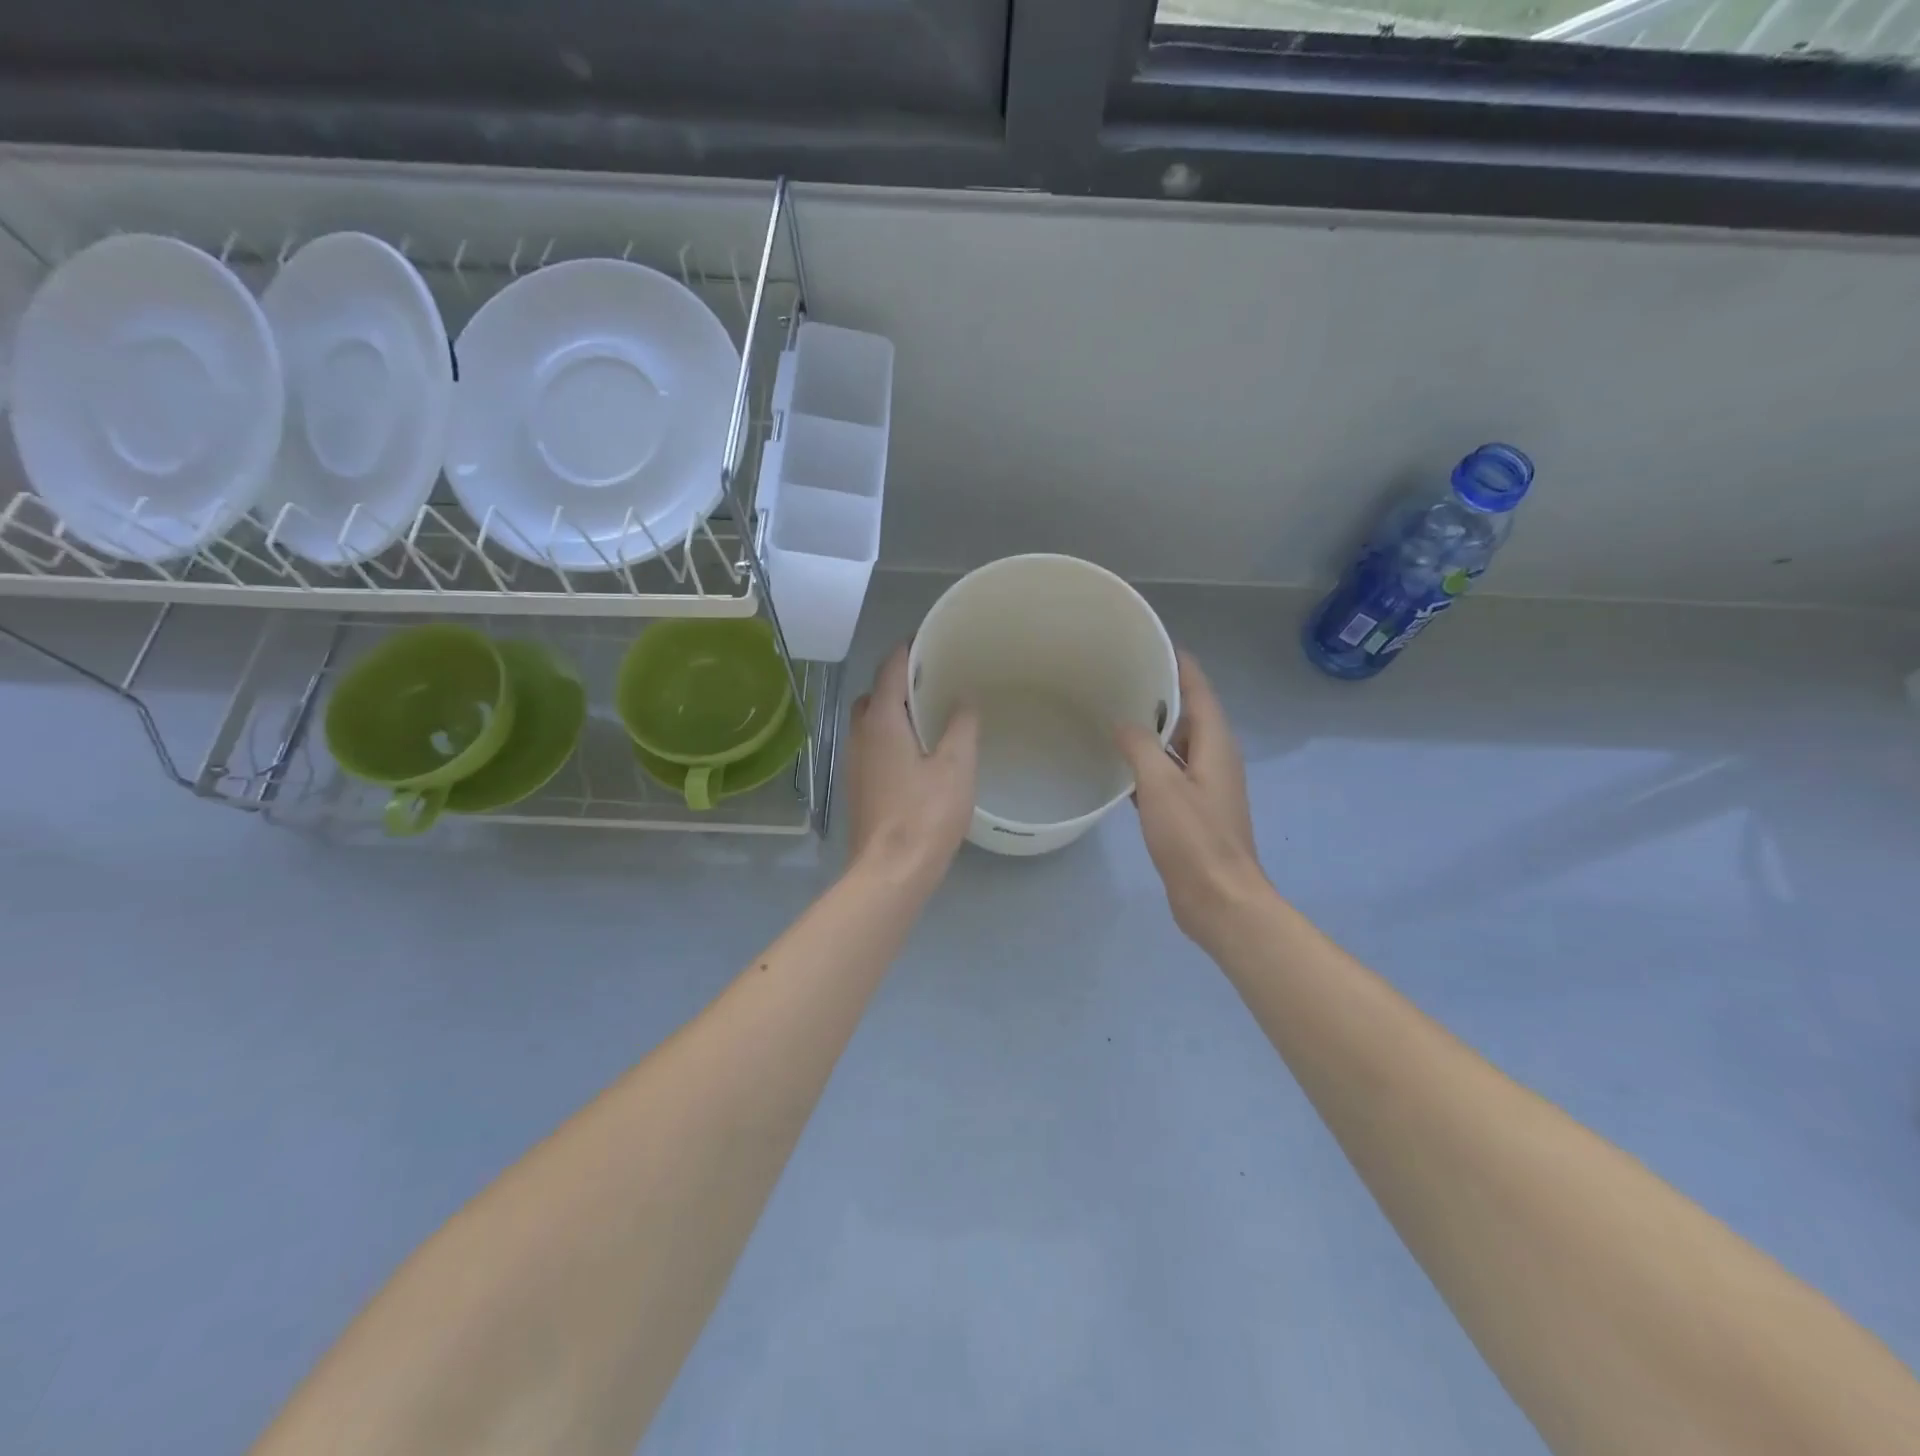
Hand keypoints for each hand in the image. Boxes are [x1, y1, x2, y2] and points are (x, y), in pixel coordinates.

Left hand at [845, 643, 978, 888]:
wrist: (890, 871)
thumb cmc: (925, 814)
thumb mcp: (955, 765)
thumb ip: (961, 725)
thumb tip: (963, 697)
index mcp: (881, 720)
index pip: (889, 668)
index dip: (909, 649)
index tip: (933, 641)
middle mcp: (860, 734)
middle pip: (874, 693)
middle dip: (900, 680)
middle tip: (935, 680)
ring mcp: (855, 761)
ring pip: (871, 720)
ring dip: (894, 710)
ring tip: (931, 713)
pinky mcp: (859, 785)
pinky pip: (873, 744)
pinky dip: (892, 735)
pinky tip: (919, 751)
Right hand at [1115, 651, 1272, 945]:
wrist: (1219, 900)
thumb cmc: (1194, 839)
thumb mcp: (1161, 786)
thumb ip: (1141, 748)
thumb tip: (1123, 723)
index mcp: (1216, 746)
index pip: (1200, 691)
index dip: (1180, 666)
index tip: (1151, 644)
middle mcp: (1215, 760)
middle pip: (1189, 716)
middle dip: (1160, 695)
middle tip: (1120, 678)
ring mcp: (1204, 788)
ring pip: (1177, 747)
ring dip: (1152, 731)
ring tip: (1115, 714)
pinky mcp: (1192, 812)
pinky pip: (1168, 775)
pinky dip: (1148, 764)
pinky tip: (1120, 765)